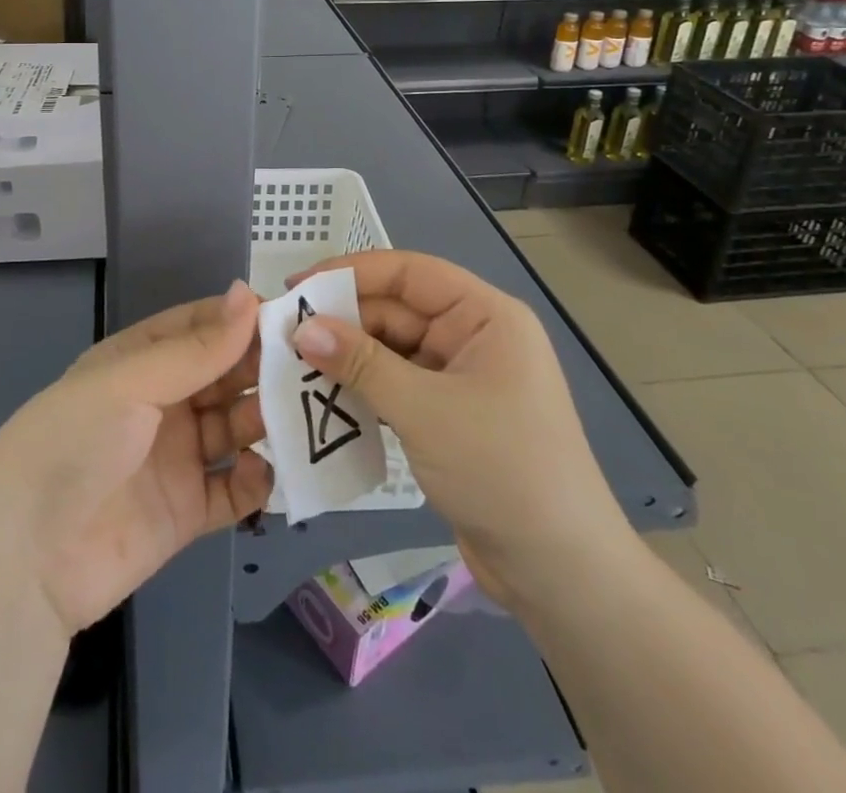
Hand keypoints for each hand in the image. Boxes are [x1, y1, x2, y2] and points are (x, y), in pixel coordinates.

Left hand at [0, 281, 271, 636]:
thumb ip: (196, 348)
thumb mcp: (131, 383)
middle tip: (314, 369)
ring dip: (267, 423)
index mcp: (139, 363)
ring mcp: (174, 459)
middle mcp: (160, 404)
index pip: (199, 328)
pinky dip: (255, 481)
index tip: (293, 317)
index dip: (242, 320)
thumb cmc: (74, 443)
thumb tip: (248, 293)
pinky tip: (268, 474)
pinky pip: (232, 490)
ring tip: (304, 420)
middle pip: (223, 377)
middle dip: (263, 371)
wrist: (26, 559)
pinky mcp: (184, 512)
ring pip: (234, 430)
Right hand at [288, 250, 637, 610]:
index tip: (297, 286)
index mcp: (485, 316)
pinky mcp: (449, 415)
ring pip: (391, 349)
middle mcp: (474, 336)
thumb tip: (301, 328)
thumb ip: (360, 364)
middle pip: (397, 310)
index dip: (350, 272)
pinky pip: (396, 385)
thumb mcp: (424, 410)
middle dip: (343, 321)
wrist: (561, 574)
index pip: (408, 273)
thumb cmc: (502, 471)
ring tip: (294, 366)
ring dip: (348, 358)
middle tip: (284, 333)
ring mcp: (461, 378)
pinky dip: (363, 389)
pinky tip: (325, 398)